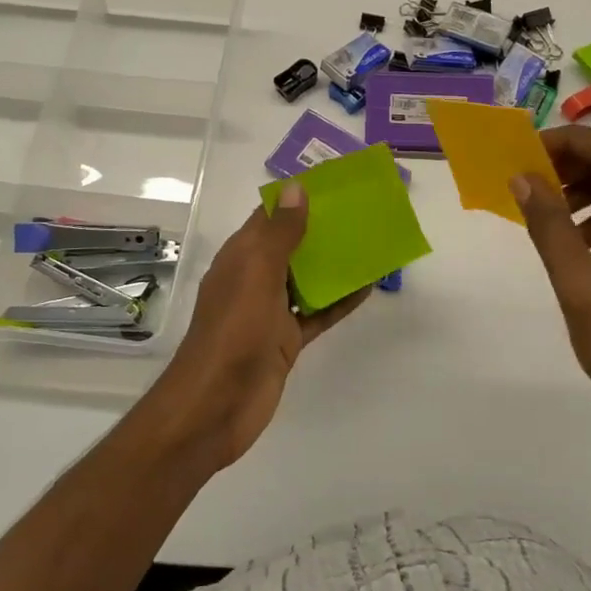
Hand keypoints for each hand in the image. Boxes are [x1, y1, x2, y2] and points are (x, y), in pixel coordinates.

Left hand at [142, 184, 367, 470]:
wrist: (217, 405)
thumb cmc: (234, 331)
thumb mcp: (256, 274)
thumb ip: (279, 234)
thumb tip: (296, 189)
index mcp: (240, 257)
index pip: (269, 217)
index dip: (297, 199)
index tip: (334, 184)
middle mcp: (254, 279)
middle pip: (292, 246)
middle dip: (322, 229)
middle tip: (364, 213)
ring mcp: (270, 311)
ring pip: (307, 279)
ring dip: (335, 264)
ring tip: (373, 243)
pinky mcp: (286, 340)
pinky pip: (317, 313)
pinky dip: (340, 301)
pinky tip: (369, 287)